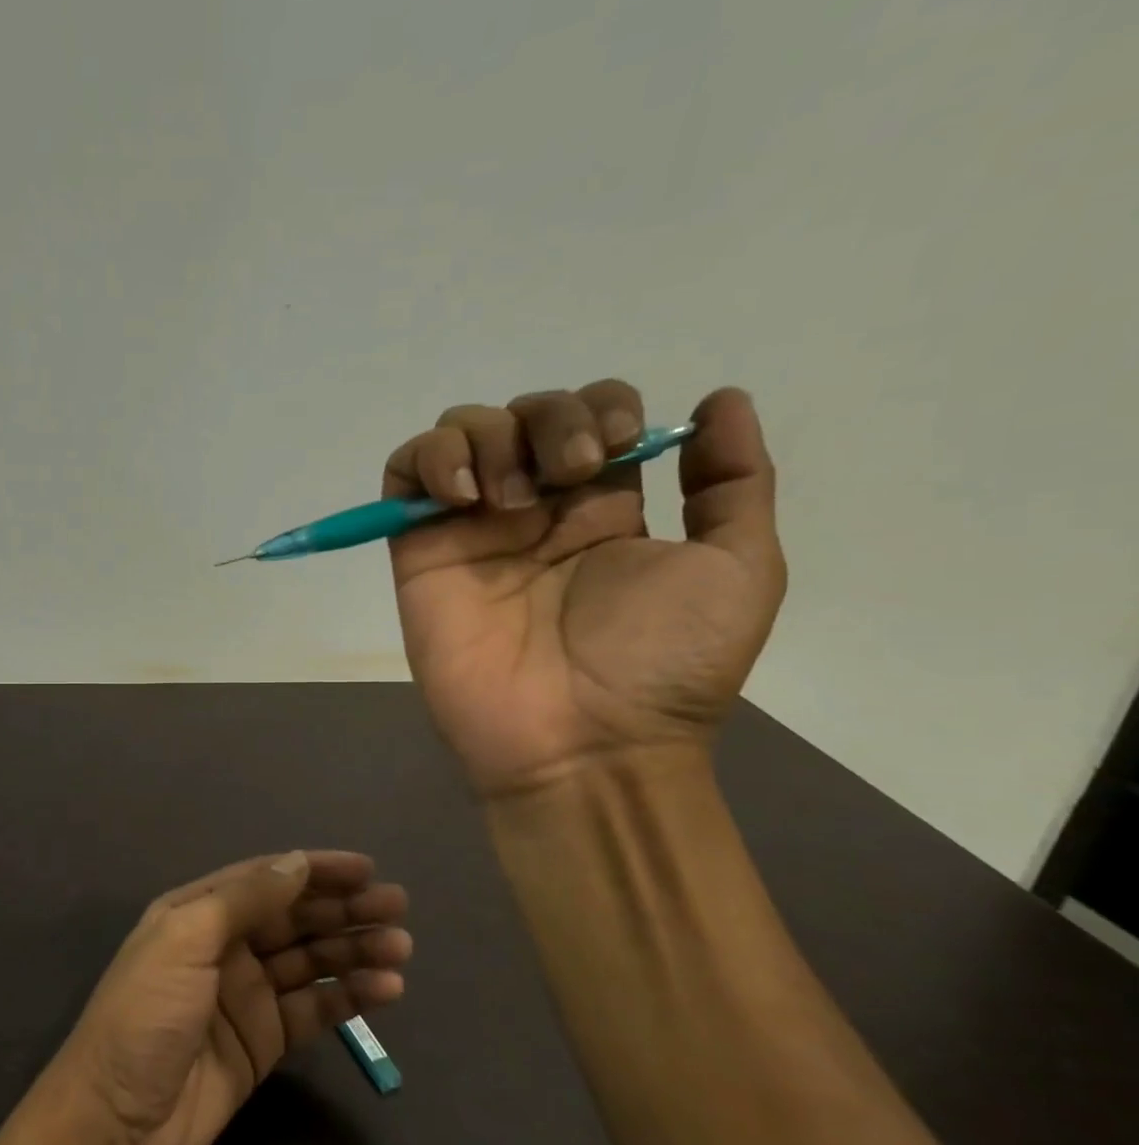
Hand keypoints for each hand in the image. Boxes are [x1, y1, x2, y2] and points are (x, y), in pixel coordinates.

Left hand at [53, 851, 410, 1144]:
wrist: (115, 1121)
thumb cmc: (144, 1014)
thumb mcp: (185, 941)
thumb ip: (243, 900)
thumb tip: (297, 862)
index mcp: (199, 912)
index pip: (267, 879)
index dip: (315, 870)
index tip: (365, 868)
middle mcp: (226, 946)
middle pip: (295, 918)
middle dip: (345, 909)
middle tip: (398, 905)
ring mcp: (247, 994)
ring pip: (311, 961)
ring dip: (355, 950)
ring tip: (400, 947)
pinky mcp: (264, 1041)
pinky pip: (314, 1008)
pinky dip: (349, 996)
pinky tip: (385, 989)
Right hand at [384, 382, 785, 797]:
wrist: (585, 744)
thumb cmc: (664, 666)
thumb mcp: (740, 570)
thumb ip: (733, 482)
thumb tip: (719, 400)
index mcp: (604, 507)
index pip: (588, 413)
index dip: (601, 406)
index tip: (617, 450)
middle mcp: (534, 510)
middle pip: (524, 412)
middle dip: (551, 419)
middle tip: (570, 473)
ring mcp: (471, 530)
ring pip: (461, 432)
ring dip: (490, 437)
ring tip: (510, 502)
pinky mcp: (420, 553)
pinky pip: (404, 475)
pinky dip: (428, 459)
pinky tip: (463, 494)